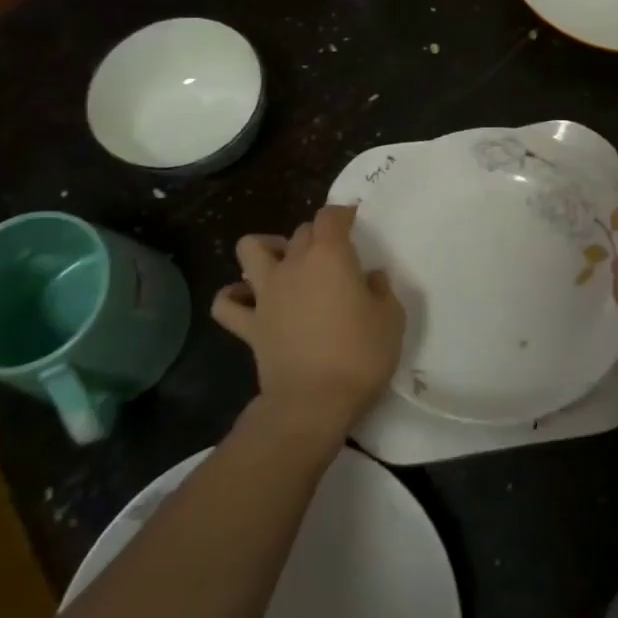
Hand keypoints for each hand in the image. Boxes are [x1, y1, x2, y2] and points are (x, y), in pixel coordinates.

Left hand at [212, 205, 404, 442]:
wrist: (312, 403)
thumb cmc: (360, 355)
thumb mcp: (391, 319)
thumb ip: (381, 290)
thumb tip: (369, 278)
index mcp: (330, 256)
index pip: (331, 216)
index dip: (343, 214)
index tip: (355, 223)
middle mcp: (294, 264)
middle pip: (300, 231)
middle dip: (317, 236)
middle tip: (335, 257)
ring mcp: (266, 294)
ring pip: (250, 249)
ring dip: (267, 249)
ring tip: (285, 264)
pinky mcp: (248, 325)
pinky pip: (227, 303)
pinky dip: (235, 296)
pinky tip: (250, 301)